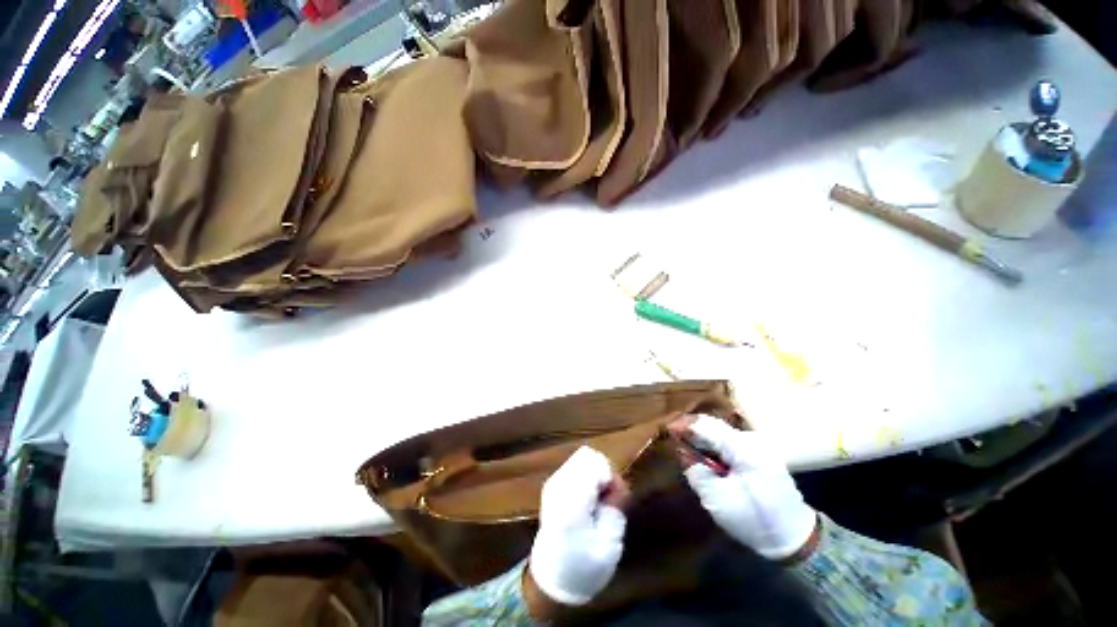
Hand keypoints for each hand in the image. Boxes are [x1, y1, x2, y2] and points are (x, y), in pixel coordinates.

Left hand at [527, 446, 627, 612]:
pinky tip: (586, 501)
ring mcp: (553, 482)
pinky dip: (586, 478)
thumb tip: (617, 481)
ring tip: (597, 502)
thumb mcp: (609, 542)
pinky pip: (576, 467)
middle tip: (607, 501)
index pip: (597, 465)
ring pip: (582, 459)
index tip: (615, 501)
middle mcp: (559, 485)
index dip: (612, 479)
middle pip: (589, 457)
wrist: (552, 578)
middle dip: (604, 473)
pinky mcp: (552, 484)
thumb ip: (615, 505)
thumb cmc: (585, 566)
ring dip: (595, 475)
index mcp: (572, 501)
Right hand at [672, 415, 817, 560]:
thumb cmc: (754, 520)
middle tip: (673, 436)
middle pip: (714, 425)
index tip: (667, 429)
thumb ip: (696, 472)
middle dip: (692, 429)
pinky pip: (729, 441)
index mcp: (743, 449)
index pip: (707, 426)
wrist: (795, 538)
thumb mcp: (718, 500)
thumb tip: (683, 451)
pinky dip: (713, 445)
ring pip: (721, 432)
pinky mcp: (759, 454)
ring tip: (685, 445)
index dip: (684, 425)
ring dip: (702, 437)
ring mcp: (758, 446)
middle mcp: (752, 440)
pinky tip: (705, 455)